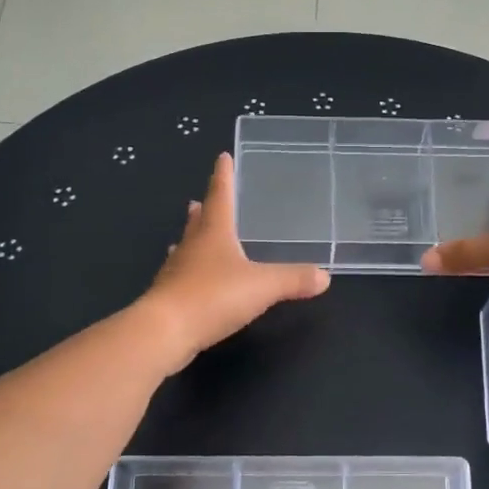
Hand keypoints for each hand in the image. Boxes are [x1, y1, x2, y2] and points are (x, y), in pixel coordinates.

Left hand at [140, 152, 330, 371]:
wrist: (164, 331)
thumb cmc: (213, 297)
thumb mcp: (262, 286)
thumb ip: (294, 279)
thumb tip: (324, 276)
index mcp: (214, 233)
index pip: (220, 196)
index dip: (224, 176)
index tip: (223, 157)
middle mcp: (192, 246)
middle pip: (198, 221)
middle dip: (204, 209)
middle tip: (201, 200)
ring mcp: (176, 272)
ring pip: (186, 247)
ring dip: (193, 238)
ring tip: (195, 233)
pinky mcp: (169, 297)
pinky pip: (182, 275)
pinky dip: (190, 270)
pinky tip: (191, 278)